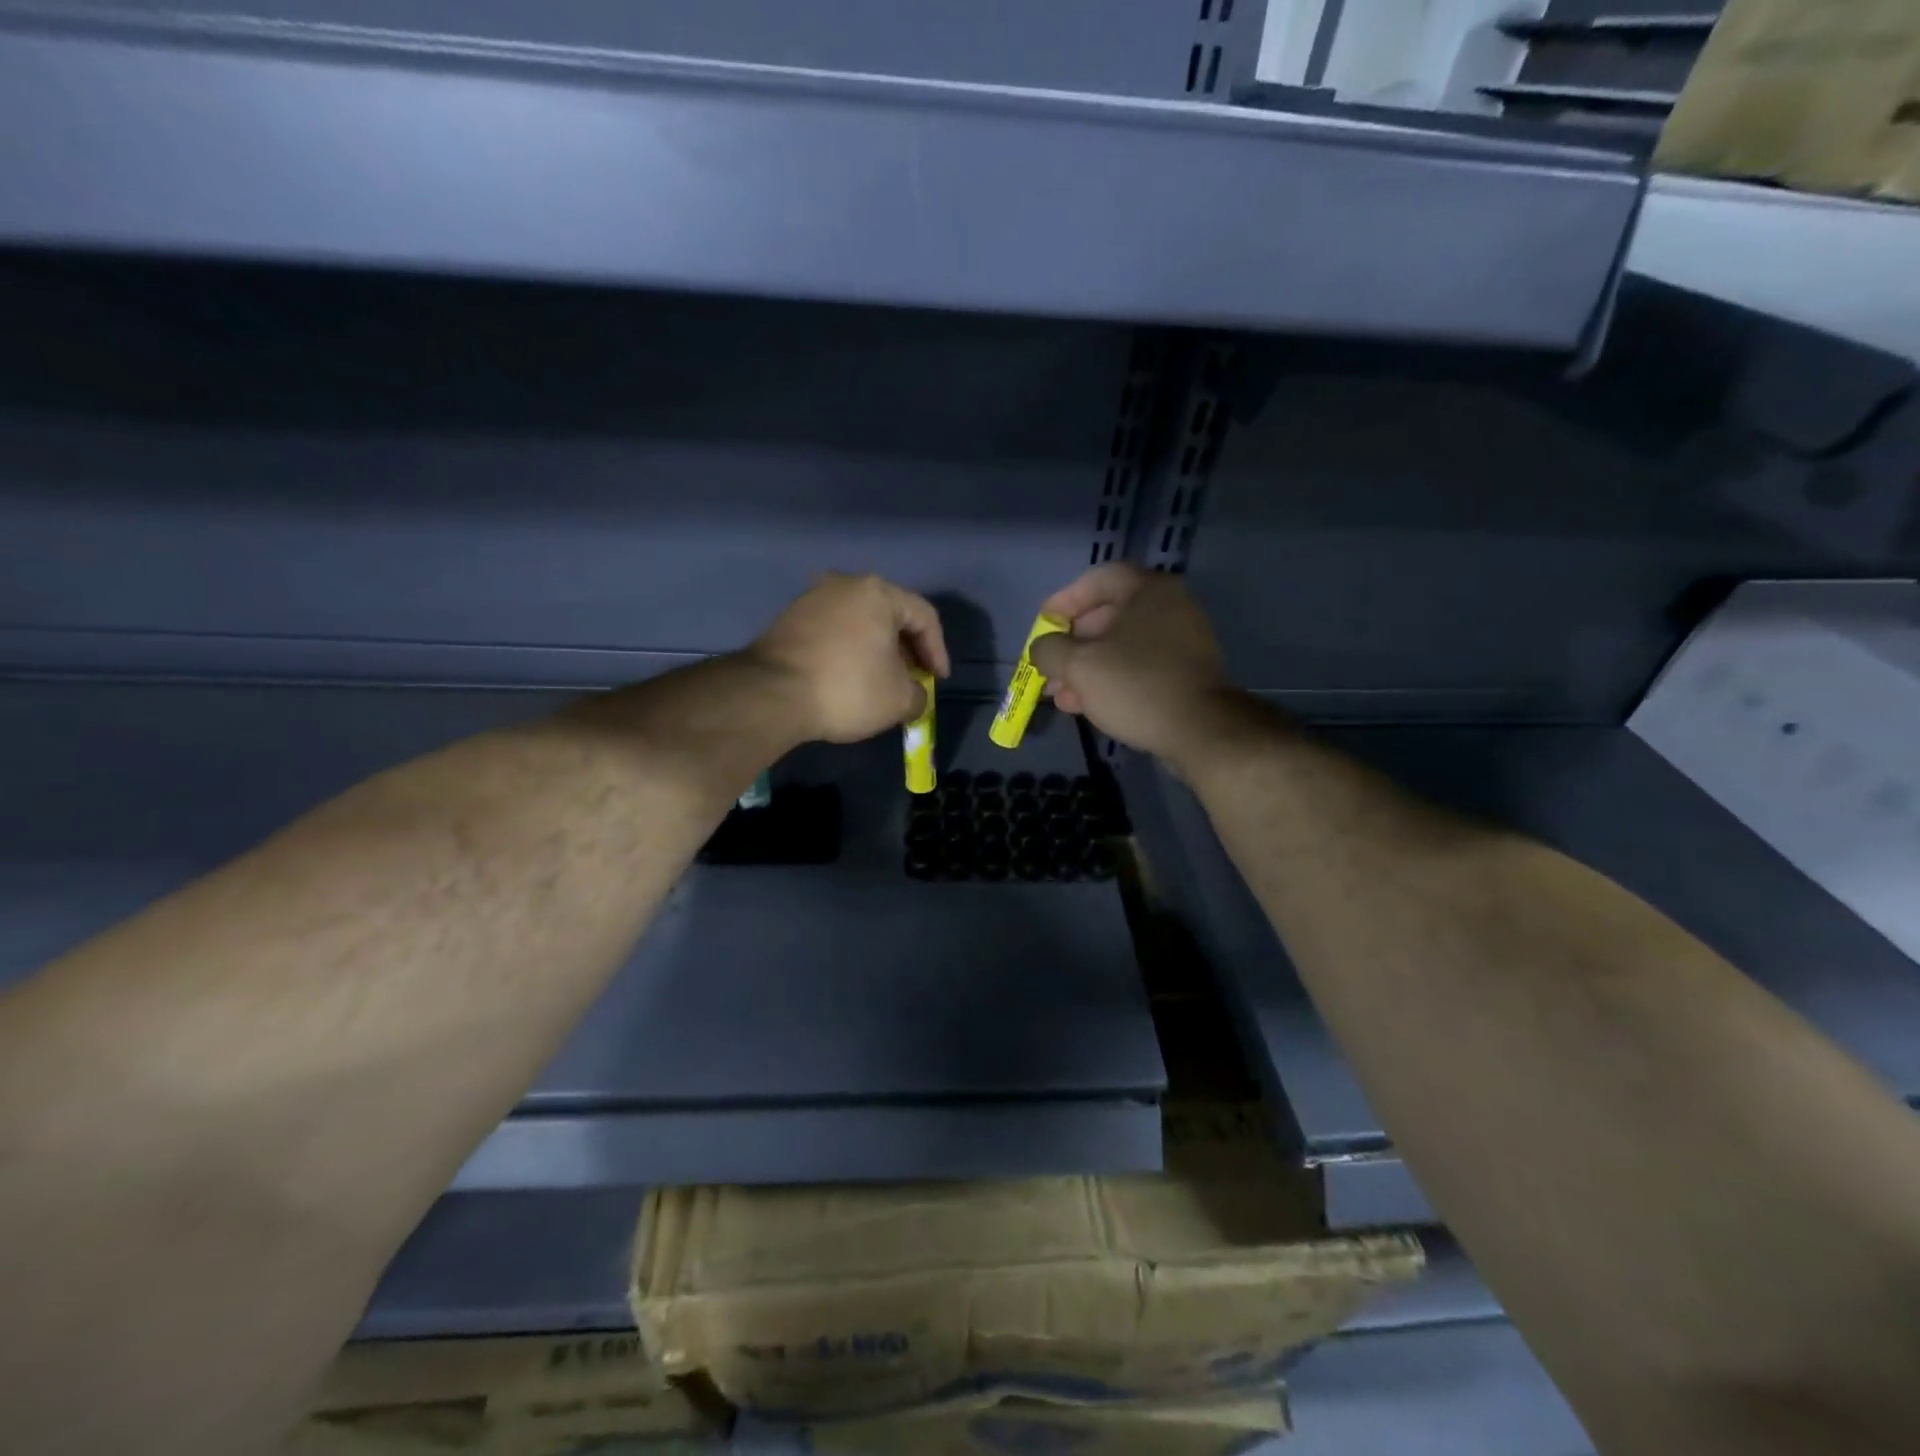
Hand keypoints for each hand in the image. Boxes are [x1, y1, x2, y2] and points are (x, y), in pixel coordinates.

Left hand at [747, 573, 950, 744]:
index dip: (938, 651)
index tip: (938, 681)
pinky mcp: (788, 619)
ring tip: (882, 681)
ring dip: (877, 650)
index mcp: (878, 592)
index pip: (924, 616)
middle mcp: (844, 584)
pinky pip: (834, 632)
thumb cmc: (848, 688)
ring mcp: (812, 599)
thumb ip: (919, 695)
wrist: (772, 694)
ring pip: (859, 622)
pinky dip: (849, 651)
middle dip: (907, 649)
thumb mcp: (899, 700)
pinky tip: (850, 678)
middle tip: (913, 678)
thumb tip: (914, 696)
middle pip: (890, 615)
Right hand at [1028, 564, 1235, 766]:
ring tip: (1059, 693)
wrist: (1201, 731)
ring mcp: (1182, 641)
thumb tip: (1040, 647)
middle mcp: (1170, 607)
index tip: (1043, 624)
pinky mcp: (1185, 673)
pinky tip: (1086, 704)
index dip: (1065, 600)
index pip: (1099, 579)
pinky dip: (1111, 678)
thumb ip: (1049, 649)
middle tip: (1049, 664)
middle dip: (1072, 643)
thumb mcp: (1079, 666)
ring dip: (1086, 667)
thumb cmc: (1136, 686)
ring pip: (1122, 646)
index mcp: (1149, 590)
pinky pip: (1139, 666)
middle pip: (1109, 615)